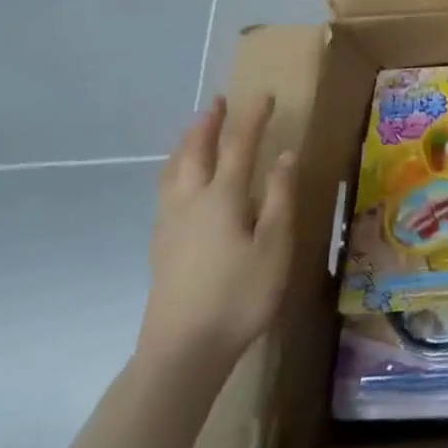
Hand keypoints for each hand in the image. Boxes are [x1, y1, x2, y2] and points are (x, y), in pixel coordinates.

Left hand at [138, 96, 295, 376]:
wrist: (182, 352)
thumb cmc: (239, 295)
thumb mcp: (275, 246)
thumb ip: (280, 197)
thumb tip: (286, 155)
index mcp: (222, 197)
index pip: (239, 145)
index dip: (252, 118)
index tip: (264, 96)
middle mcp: (191, 202)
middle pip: (195, 152)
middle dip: (209, 124)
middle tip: (219, 102)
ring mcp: (170, 225)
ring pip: (173, 171)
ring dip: (185, 144)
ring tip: (194, 130)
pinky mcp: (161, 247)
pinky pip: (166, 191)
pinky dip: (175, 170)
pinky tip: (178, 183)